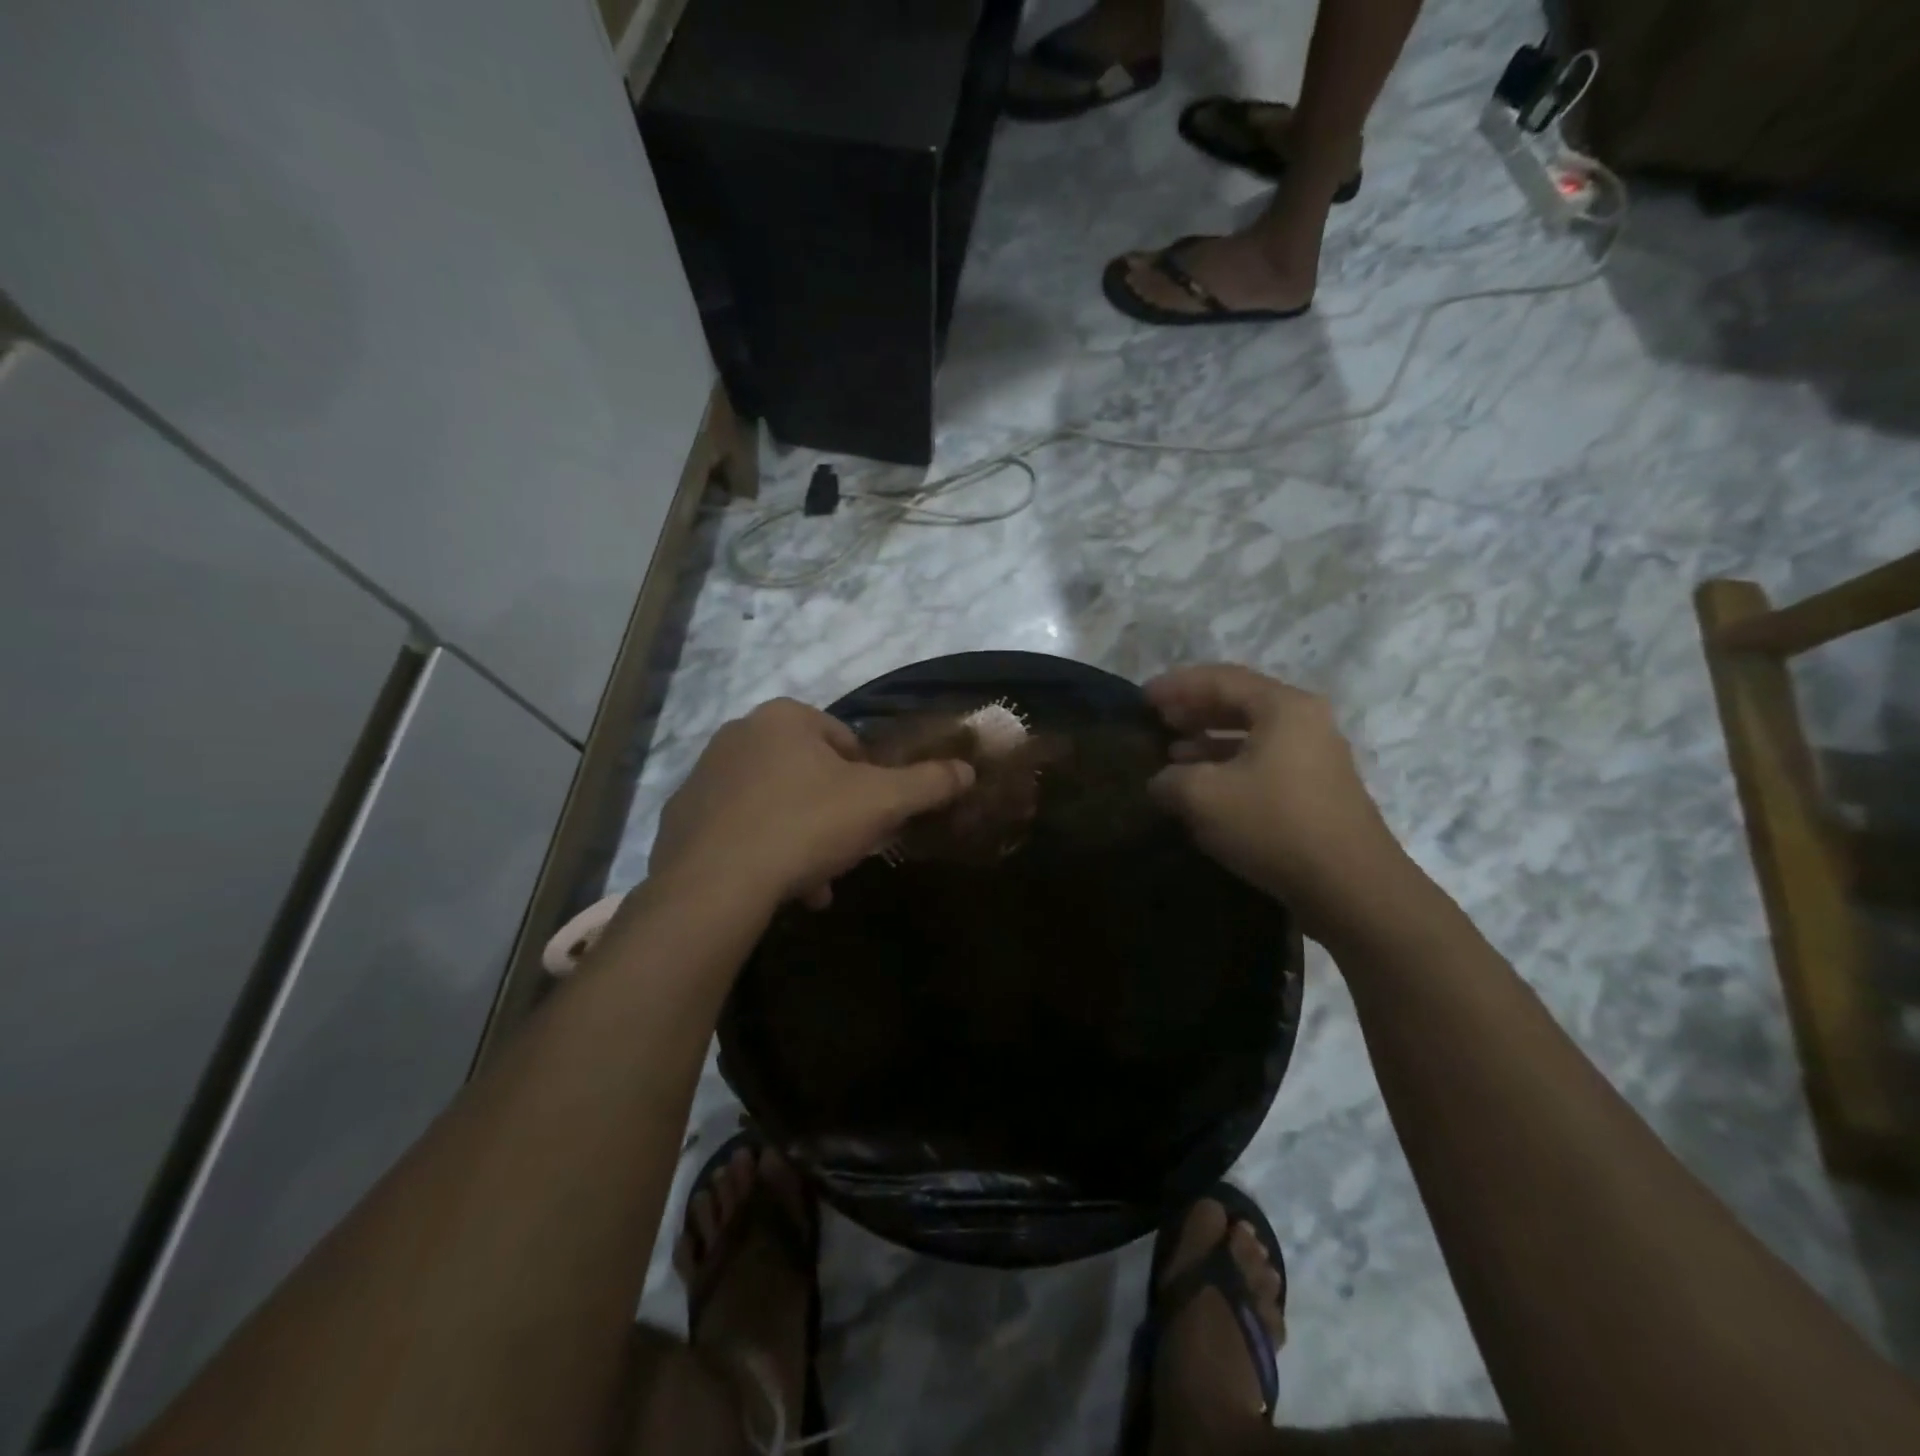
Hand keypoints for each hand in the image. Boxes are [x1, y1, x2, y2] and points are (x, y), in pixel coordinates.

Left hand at [651, 698, 974, 909]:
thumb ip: (927, 783)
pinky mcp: (681, 818)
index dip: (867, 779)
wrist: (715, 884)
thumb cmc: (805, 825)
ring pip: (772, 803)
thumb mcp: (881, 803)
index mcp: (783, 718)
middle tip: (846, 850)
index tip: (871, 815)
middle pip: (807, 773)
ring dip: (800, 837)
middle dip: (832, 813)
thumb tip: (968, 770)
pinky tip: (776, 887)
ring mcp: (703, 776)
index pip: (844, 740)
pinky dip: (760, 851)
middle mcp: (737, 735)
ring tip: (815, 881)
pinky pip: (735, 828)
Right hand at [1146, 665, 1409, 936]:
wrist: (1350, 887)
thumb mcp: (1203, 797)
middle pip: (1240, 702)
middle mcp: (1306, 721)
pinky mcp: (1318, 789)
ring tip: (1173, 753)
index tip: (1143, 698)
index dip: (1177, 685)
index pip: (1220, 679)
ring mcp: (1317, 755)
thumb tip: (1161, 781)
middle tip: (1158, 720)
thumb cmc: (1273, 824)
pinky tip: (1206, 786)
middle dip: (1194, 709)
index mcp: (1283, 707)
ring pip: (1253, 734)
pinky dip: (1230, 764)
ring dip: (1210, 739)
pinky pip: (1265, 760)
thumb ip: (1171, 779)